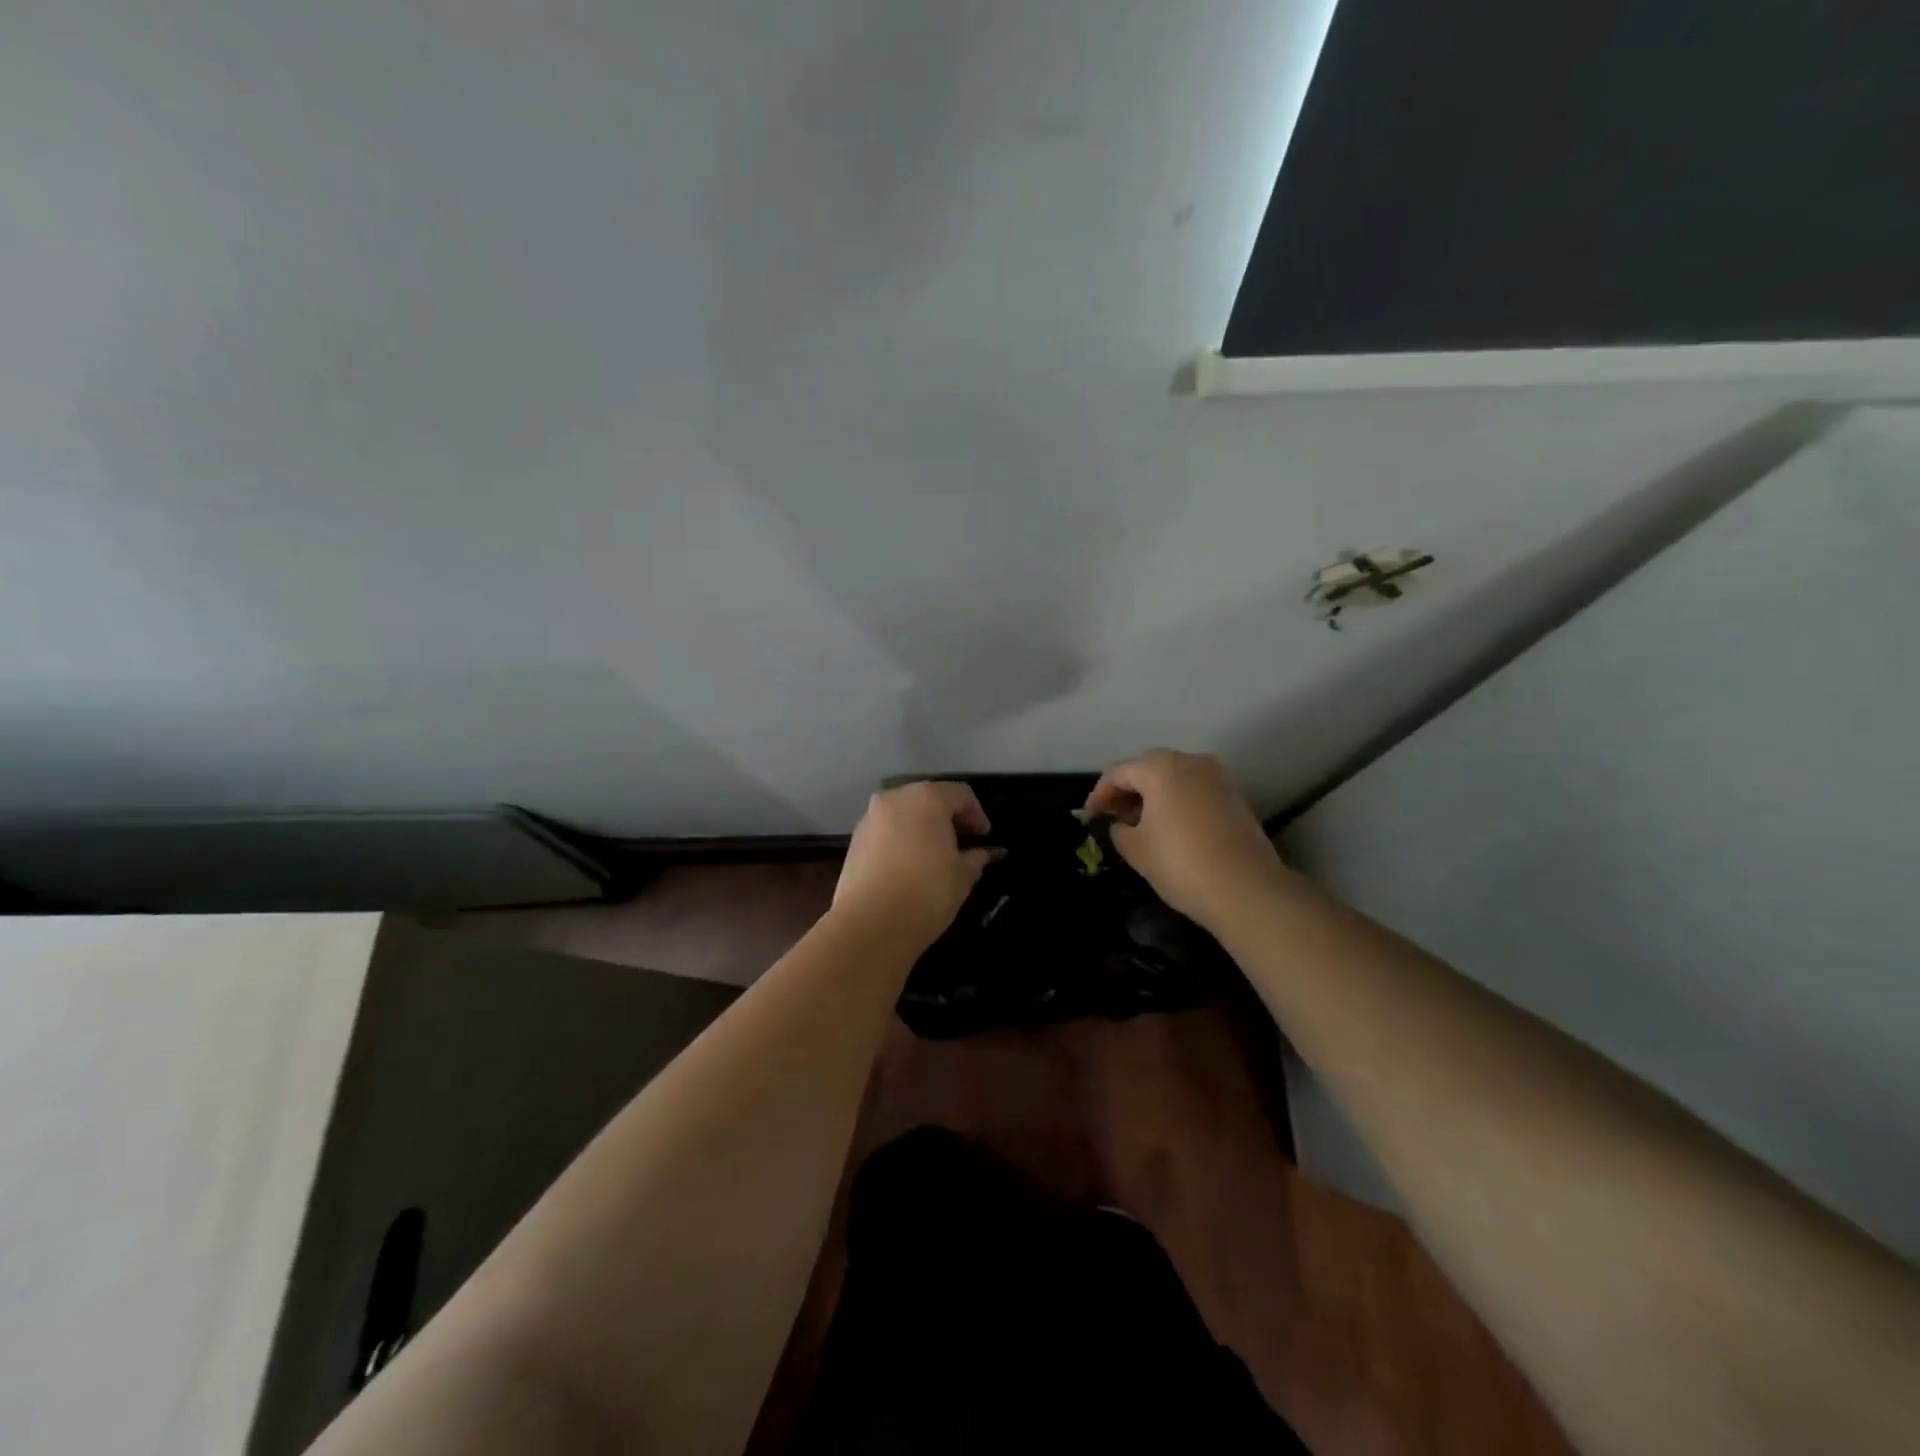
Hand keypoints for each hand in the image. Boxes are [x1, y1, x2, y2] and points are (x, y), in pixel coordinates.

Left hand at [832, 781, 994, 949]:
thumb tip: (981, 853)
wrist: (869, 924)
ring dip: (922, 828)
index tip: (984, 838)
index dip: (977, 814)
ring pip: (904, 814)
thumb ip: (975, 858)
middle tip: (962, 844)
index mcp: (927, 798)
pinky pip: (886, 832)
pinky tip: (910, 866)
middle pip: (929, 798)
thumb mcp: (962, 877)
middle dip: (947, 818)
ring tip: (935, 856)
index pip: (960, 794)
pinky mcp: (854, 841)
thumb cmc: (926, 892)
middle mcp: (895, 798)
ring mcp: (870, 818)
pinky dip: (901, 840)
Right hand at [1084, 750, 1285, 929]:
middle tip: (1112, 818)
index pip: (1118, 772)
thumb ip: (1118, 829)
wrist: (1246, 890)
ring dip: (1152, 796)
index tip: (1089, 819)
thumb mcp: (1135, 848)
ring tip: (1139, 825)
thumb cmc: (1180, 863)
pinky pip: (1194, 791)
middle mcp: (1191, 761)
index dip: (1098, 795)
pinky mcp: (1234, 797)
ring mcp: (1218, 777)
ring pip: (1173, 778)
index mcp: (1161, 767)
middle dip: (1126, 791)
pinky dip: (1176, 803)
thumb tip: (1121, 824)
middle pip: (1147, 769)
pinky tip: (1169, 828)